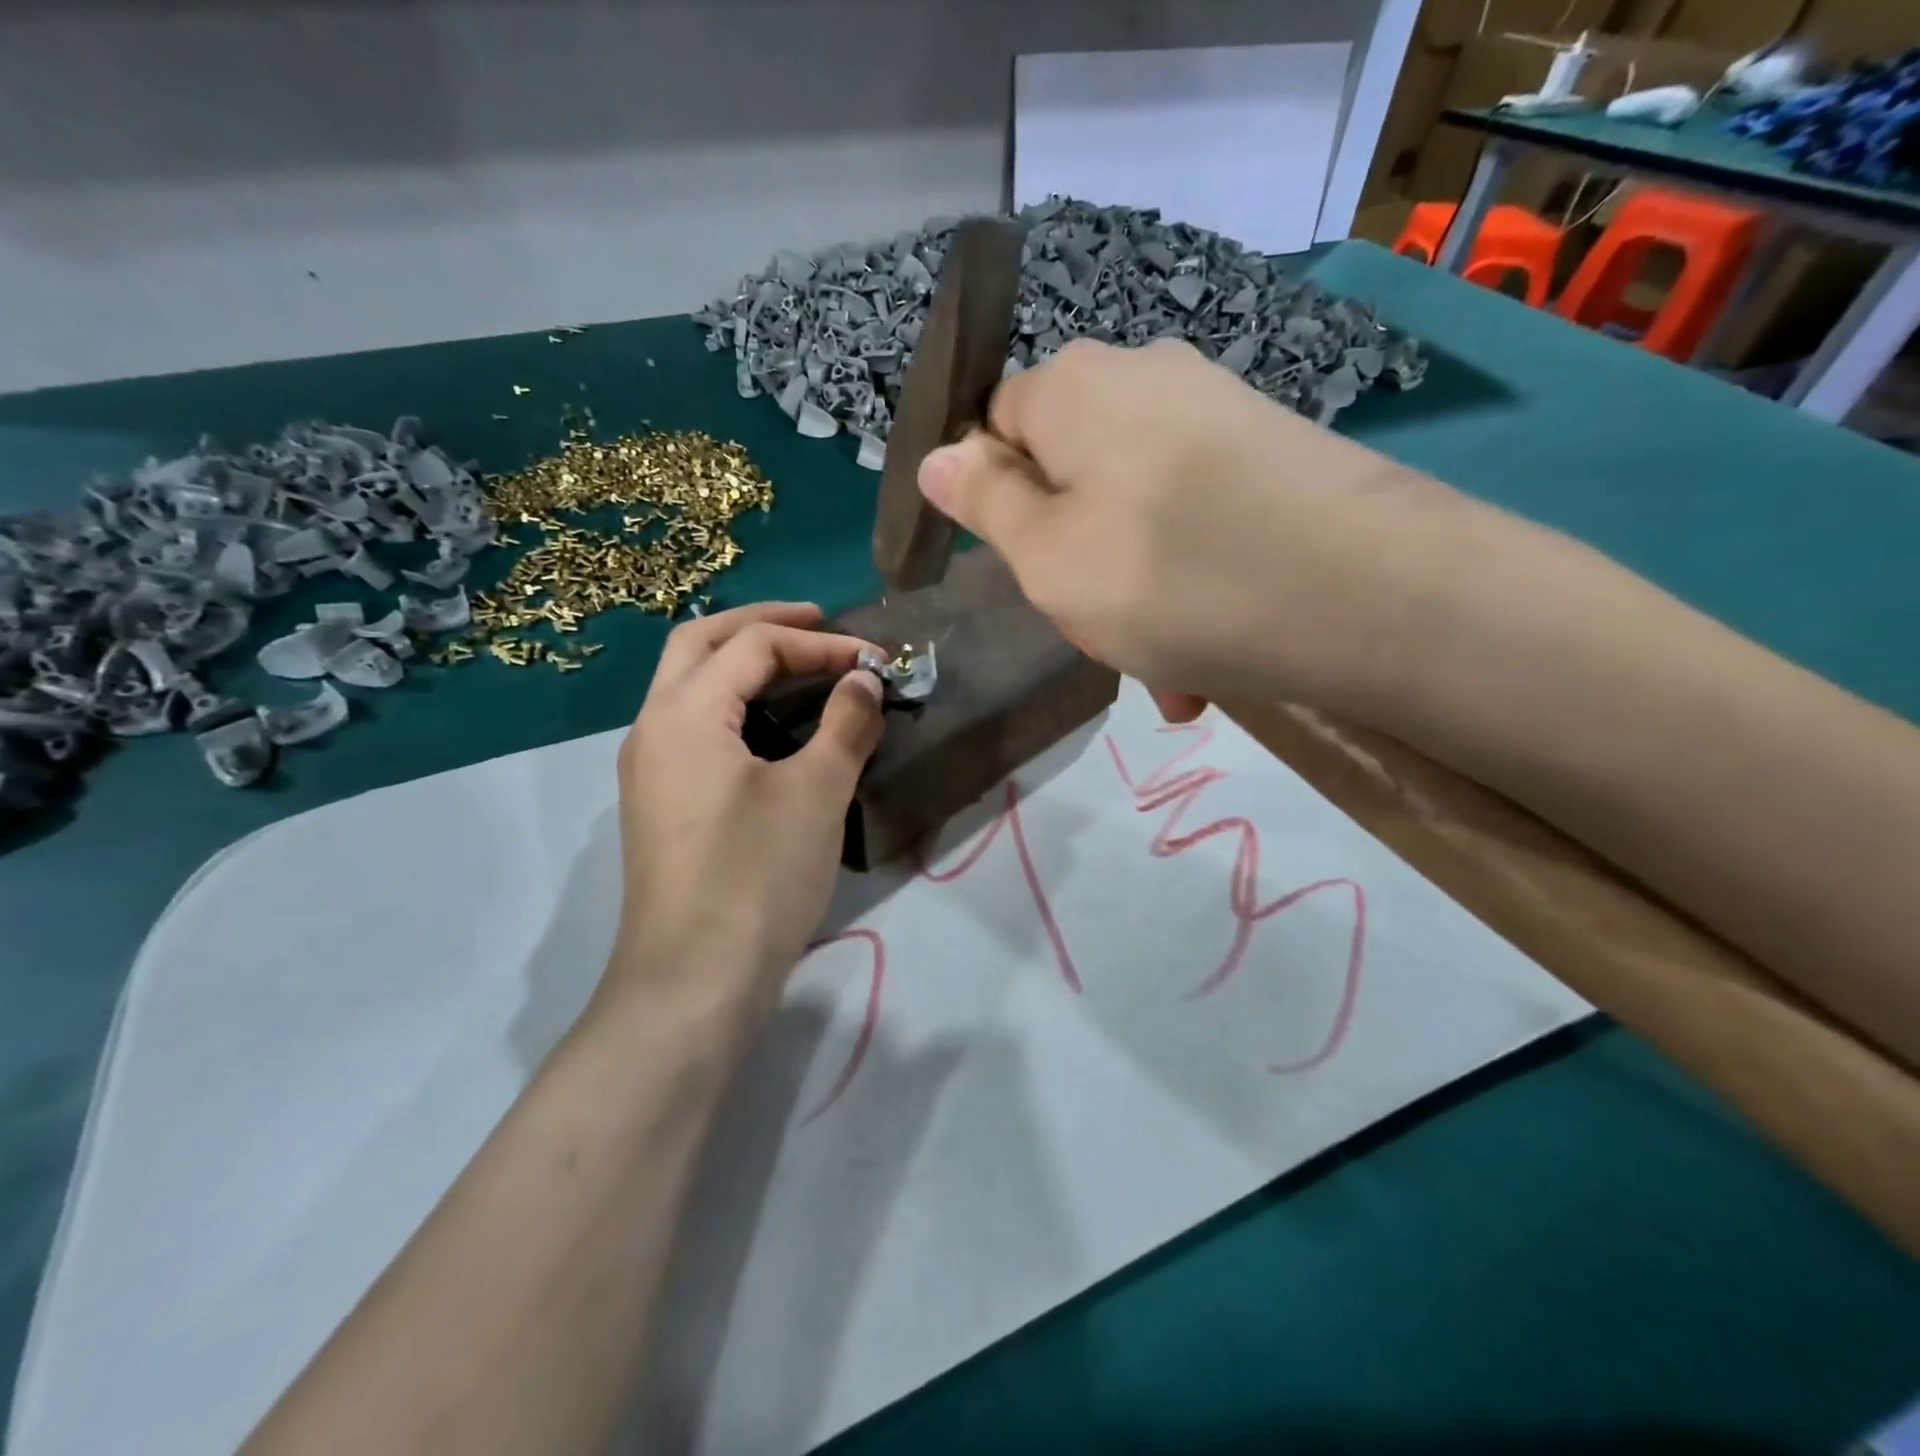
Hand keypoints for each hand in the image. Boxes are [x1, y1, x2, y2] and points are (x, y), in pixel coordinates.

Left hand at [607, 603, 883, 1024]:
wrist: (693, 983)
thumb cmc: (756, 877)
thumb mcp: (817, 793)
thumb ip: (845, 724)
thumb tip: (864, 680)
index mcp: (683, 713)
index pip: (752, 645)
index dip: (819, 643)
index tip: (875, 660)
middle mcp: (653, 729)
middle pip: (701, 644)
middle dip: (763, 624)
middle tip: (821, 623)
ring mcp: (651, 769)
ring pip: (691, 686)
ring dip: (744, 662)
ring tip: (802, 666)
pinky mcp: (662, 804)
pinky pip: (695, 727)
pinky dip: (736, 706)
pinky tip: (775, 727)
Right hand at [916, 338, 1465, 720]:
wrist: (1372, 596)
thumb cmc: (1172, 578)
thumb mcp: (1048, 557)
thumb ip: (985, 504)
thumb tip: (939, 457)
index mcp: (1074, 388)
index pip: (994, 424)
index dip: (994, 498)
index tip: (1023, 567)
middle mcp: (1144, 377)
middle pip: (1069, 473)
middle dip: (1072, 558)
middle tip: (1098, 630)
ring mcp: (1215, 412)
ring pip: (1133, 512)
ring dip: (1133, 593)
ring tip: (1166, 668)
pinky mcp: (1270, 452)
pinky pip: (1194, 522)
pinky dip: (1187, 583)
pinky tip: (1210, 656)